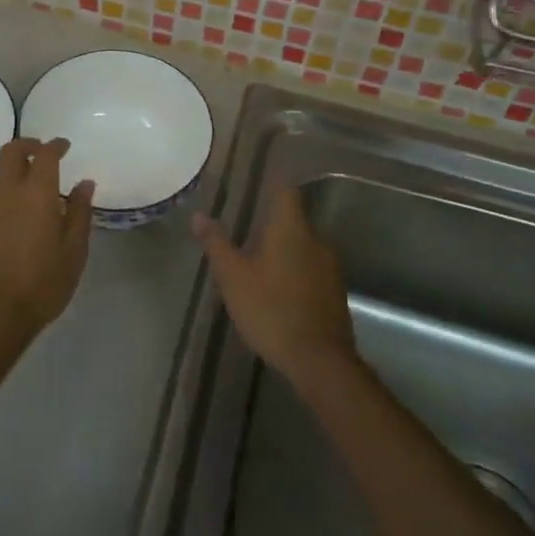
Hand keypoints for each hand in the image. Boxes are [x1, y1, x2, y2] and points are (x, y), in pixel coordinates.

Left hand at [0, 137, 95, 339]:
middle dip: (28, 145)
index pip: (45, 154)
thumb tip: (84, 184)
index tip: (65, 146)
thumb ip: (80, 213)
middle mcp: (7, 191)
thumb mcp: (73, 251)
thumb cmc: (42, 283)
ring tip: (33, 188)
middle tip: (43, 153)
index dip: (56, 146)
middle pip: (11, 151)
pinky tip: (17, 213)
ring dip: (15, 169)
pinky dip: (5, 192)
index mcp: (37, 192)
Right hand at [194, 186, 355, 388]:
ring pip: (303, 246)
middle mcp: (315, 240)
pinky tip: (279, 291)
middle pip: (293, 219)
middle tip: (247, 229)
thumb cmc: (271, 310)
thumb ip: (217, 245)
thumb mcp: (234, 278)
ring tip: (259, 263)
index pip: (285, 190)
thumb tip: (199, 215)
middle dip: (272, 222)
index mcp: (290, 229)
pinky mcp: (335, 293)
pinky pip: (311, 270)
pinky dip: (295, 272)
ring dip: (283, 249)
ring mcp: (330, 267)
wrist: (320, 361)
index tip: (262, 174)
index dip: (274, 179)